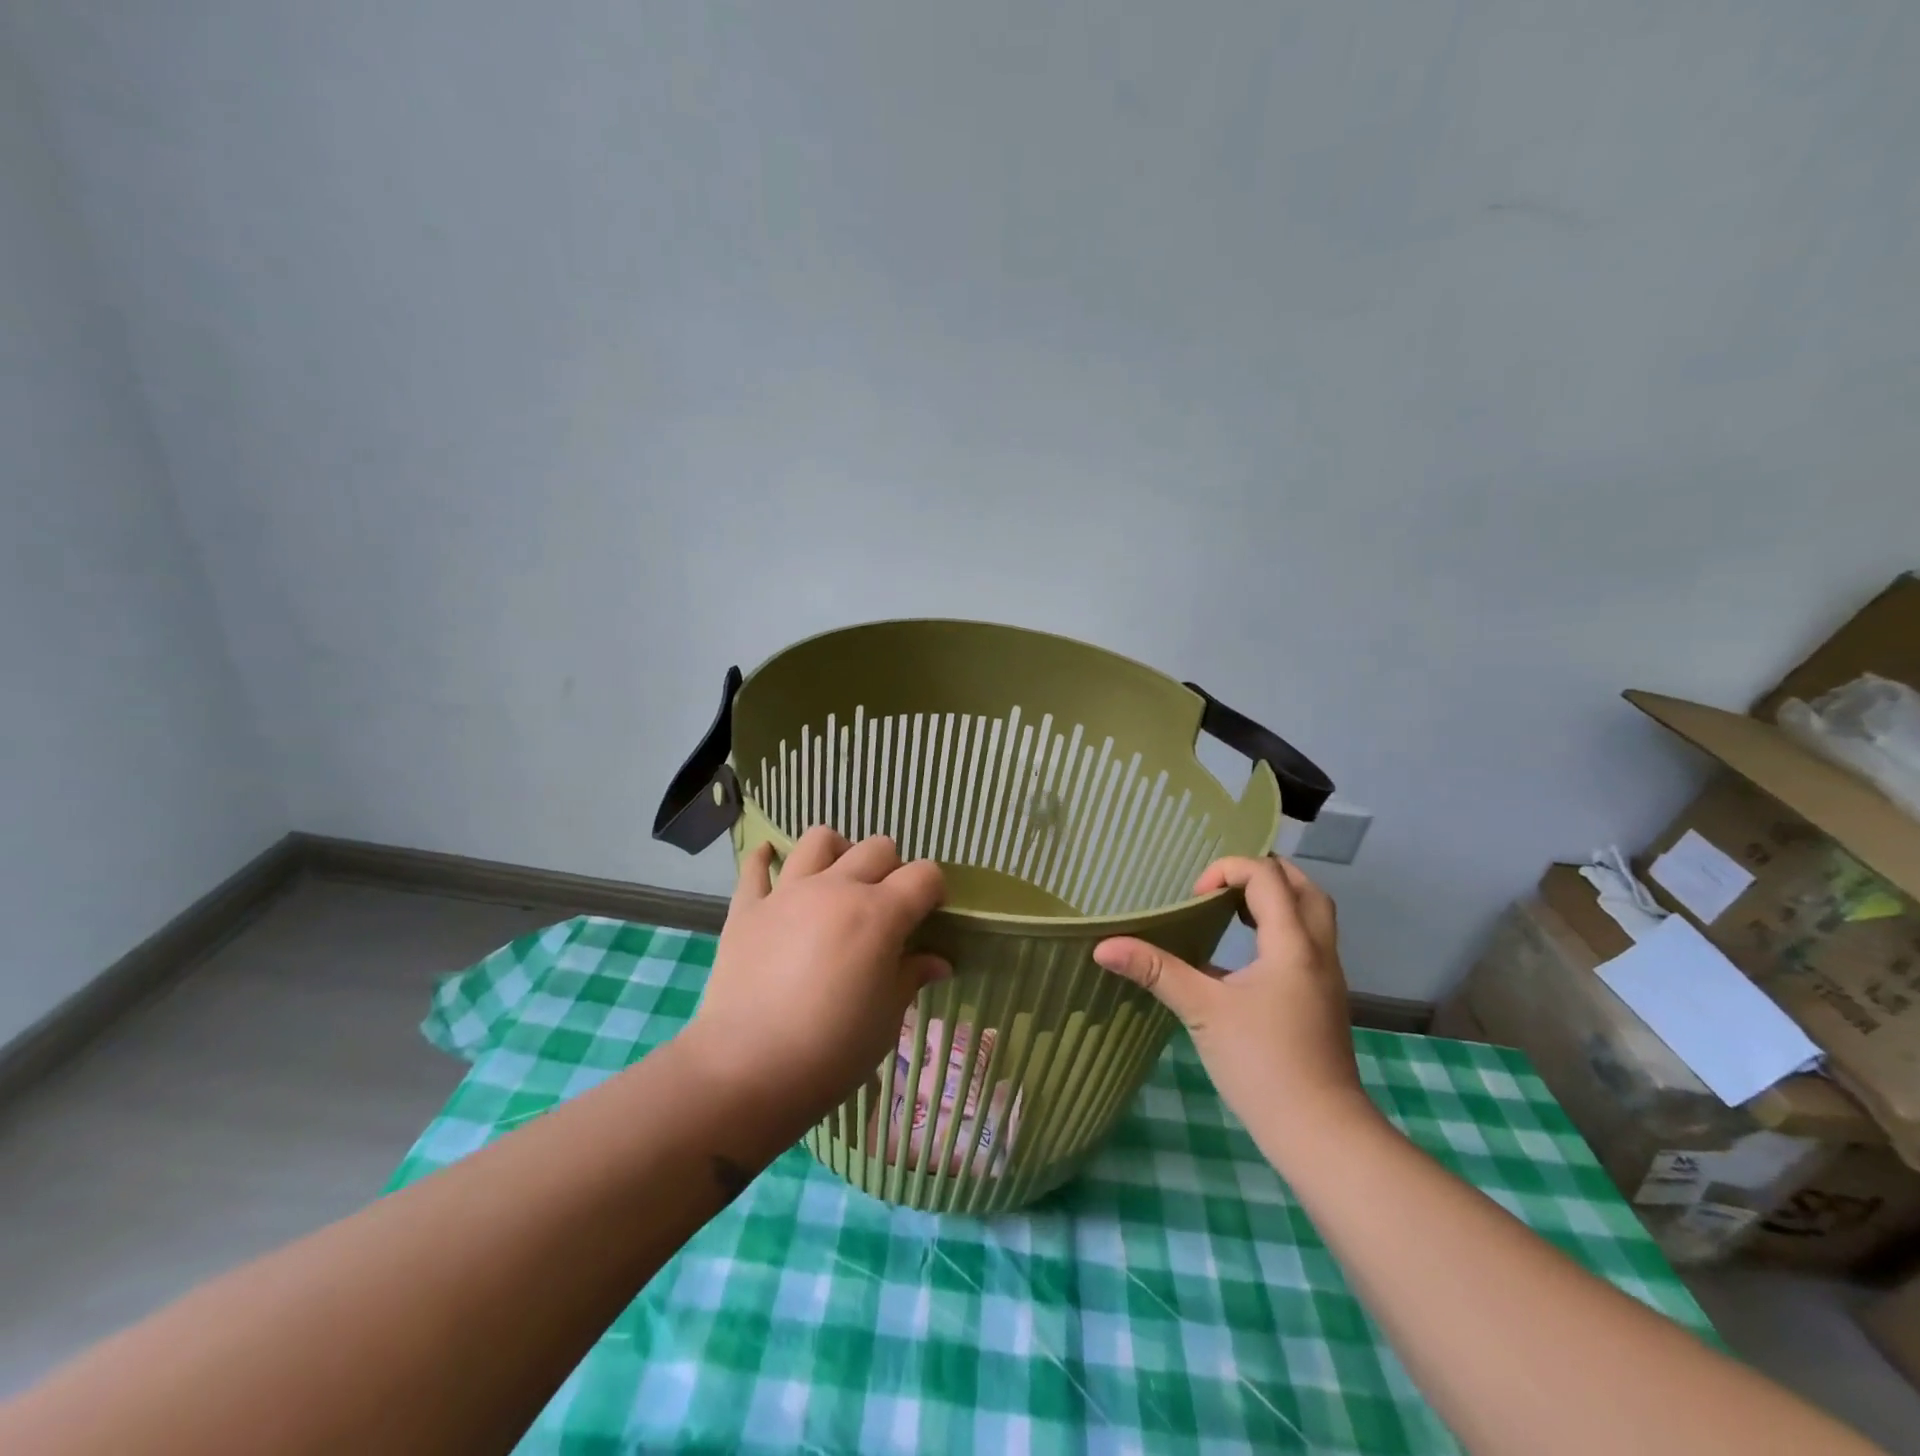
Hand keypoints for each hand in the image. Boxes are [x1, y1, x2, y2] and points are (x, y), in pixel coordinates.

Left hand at [683, 828, 949, 1125]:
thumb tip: (938, 962)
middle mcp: (836, 888)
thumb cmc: (832, 1050)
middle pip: (877, 848)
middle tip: (886, 907)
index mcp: (879, 913)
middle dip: (892, 869)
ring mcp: (788, 892)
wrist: (745, 1069)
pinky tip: (773, 862)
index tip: (930, 915)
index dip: (934, 890)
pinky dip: (767, 859)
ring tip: (837, 880)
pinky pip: (756, 866)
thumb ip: (911, 976)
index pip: (924, 874)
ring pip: (820, 839)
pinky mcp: (747, 907)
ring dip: (838, 852)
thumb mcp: (886, 1018)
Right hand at [1093, 855, 1373, 1153]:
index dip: (1228, 871)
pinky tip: (1243, 959)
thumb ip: (1155, 971)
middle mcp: (1318, 951)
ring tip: (1232, 911)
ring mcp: (1326, 977)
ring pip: (1312, 917)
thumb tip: (1103, 946)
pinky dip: (1279, 931)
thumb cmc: (1261, 1063)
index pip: (1267, 876)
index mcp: (1292, 943)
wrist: (1320, 1132)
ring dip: (1275, 902)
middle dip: (1262, 875)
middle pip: (1304, 888)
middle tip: (1221, 887)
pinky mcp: (1323, 1001)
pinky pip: (1307, 945)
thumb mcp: (1202, 1010)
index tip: (1195, 898)